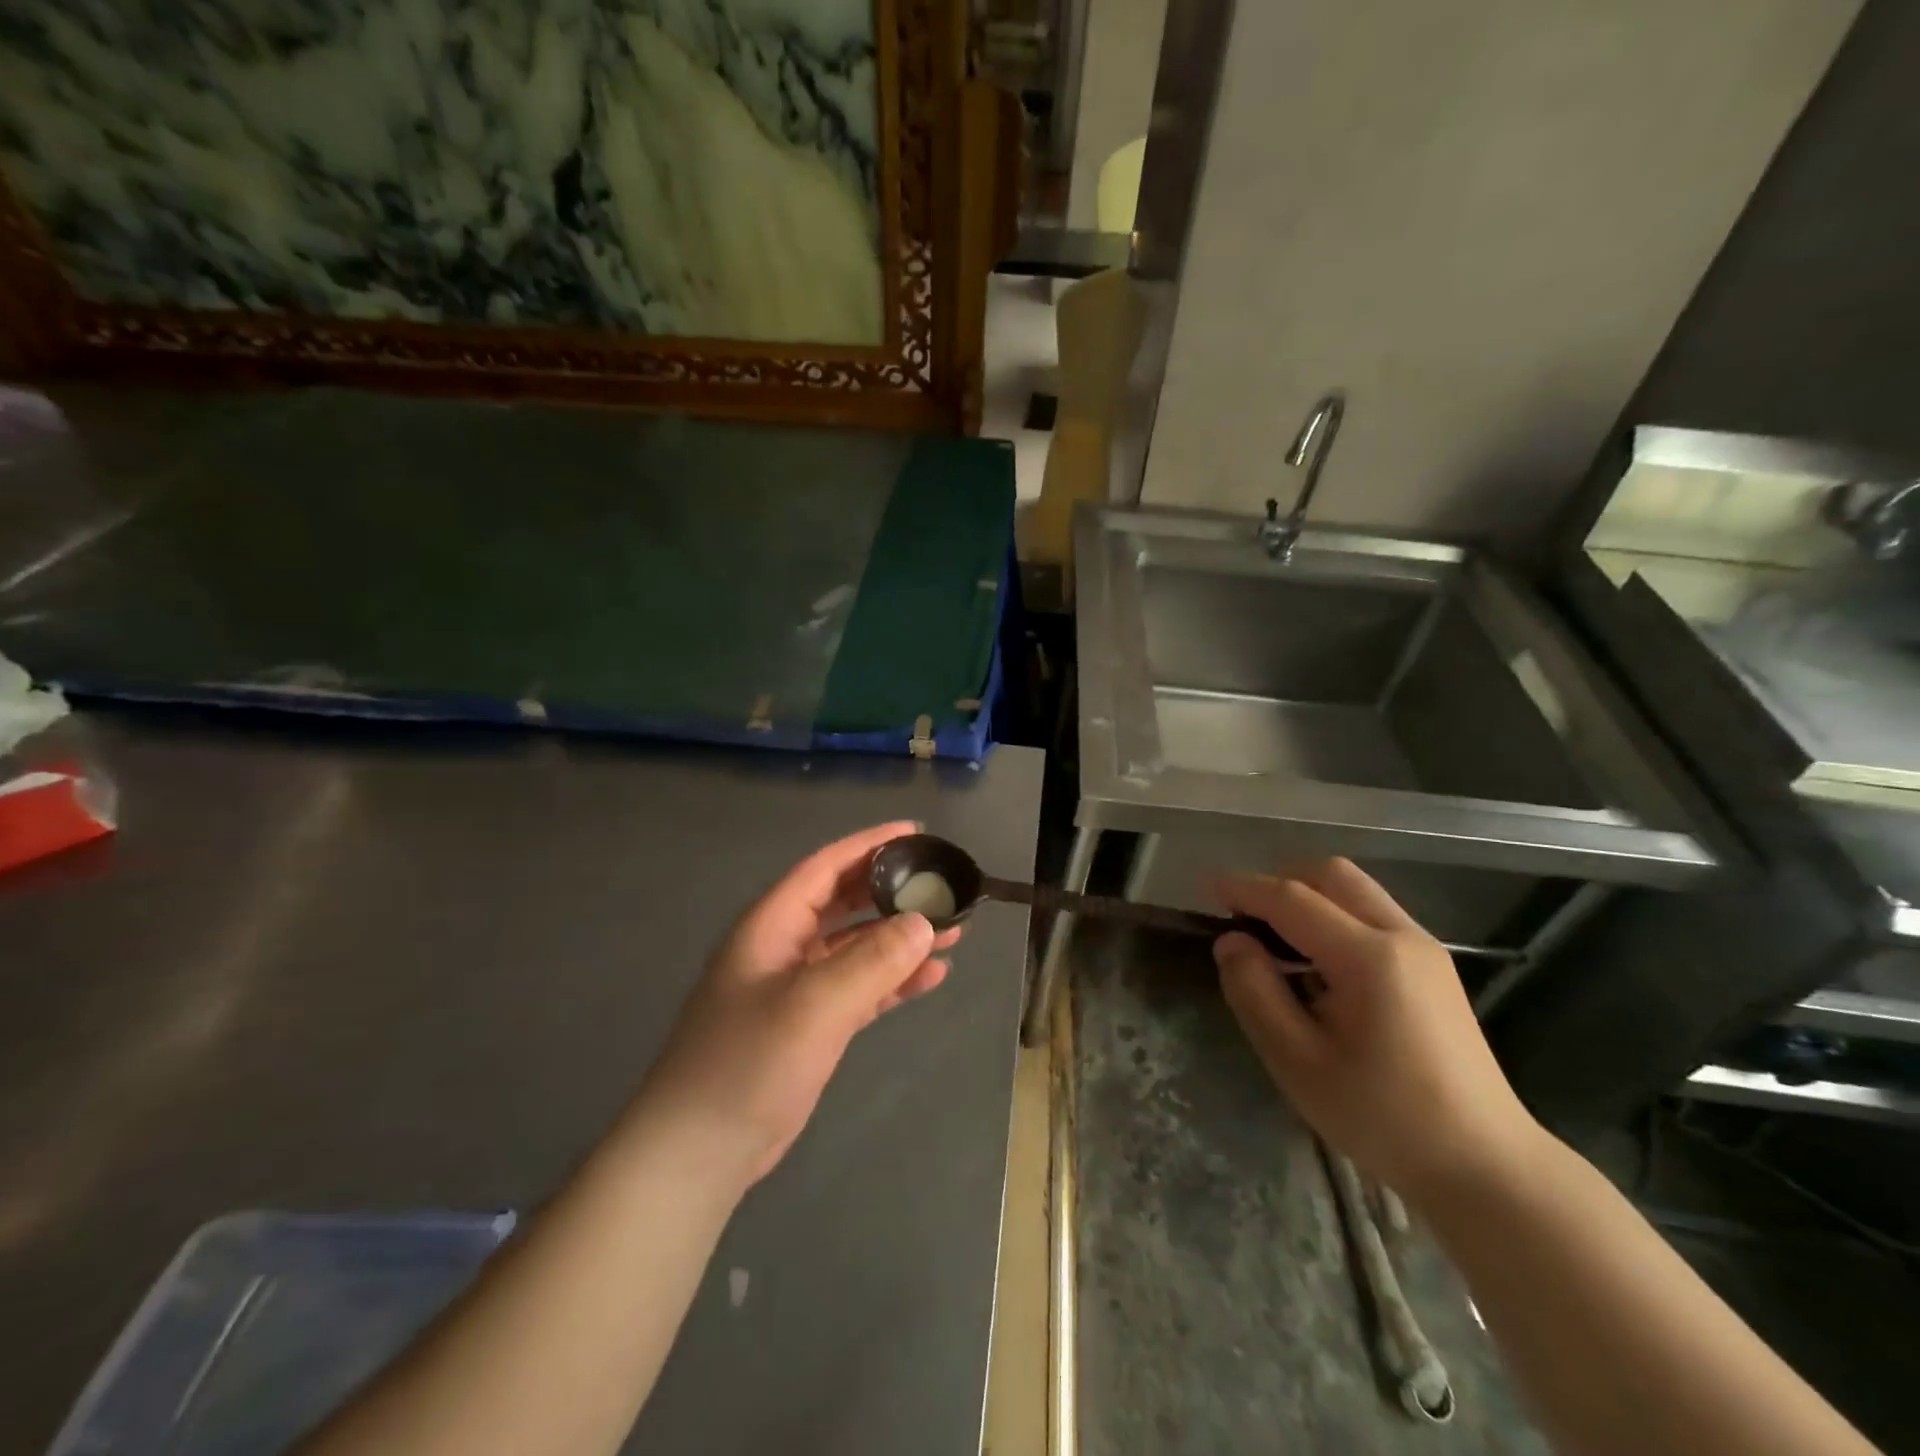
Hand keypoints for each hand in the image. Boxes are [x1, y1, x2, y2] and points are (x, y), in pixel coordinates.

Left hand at [634, 823, 958, 1190]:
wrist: (700, 1151)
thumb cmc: (749, 1062)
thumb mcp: (815, 1004)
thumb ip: (873, 960)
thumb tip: (924, 922)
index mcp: (772, 924)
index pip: (826, 866)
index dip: (870, 845)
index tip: (916, 833)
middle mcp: (785, 946)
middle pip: (846, 902)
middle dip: (893, 892)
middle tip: (942, 885)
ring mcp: (797, 987)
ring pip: (858, 946)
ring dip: (901, 938)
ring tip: (953, 931)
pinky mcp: (810, 1024)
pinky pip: (860, 987)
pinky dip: (893, 980)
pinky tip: (931, 978)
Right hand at [1212, 859, 1543, 1202]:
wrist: (1485, 1166)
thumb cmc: (1382, 1117)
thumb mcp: (1297, 1061)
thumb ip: (1255, 991)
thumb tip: (1231, 941)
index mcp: (1368, 957)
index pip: (1292, 899)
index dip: (1243, 887)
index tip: (1205, 885)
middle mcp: (1401, 936)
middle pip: (1330, 874)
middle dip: (1279, 881)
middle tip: (1243, 915)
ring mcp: (1424, 948)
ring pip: (1354, 890)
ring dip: (1307, 897)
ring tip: (1275, 941)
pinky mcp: (1433, 966)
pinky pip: (1372, 914)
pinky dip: (1333, 916)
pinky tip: (1316, 963)